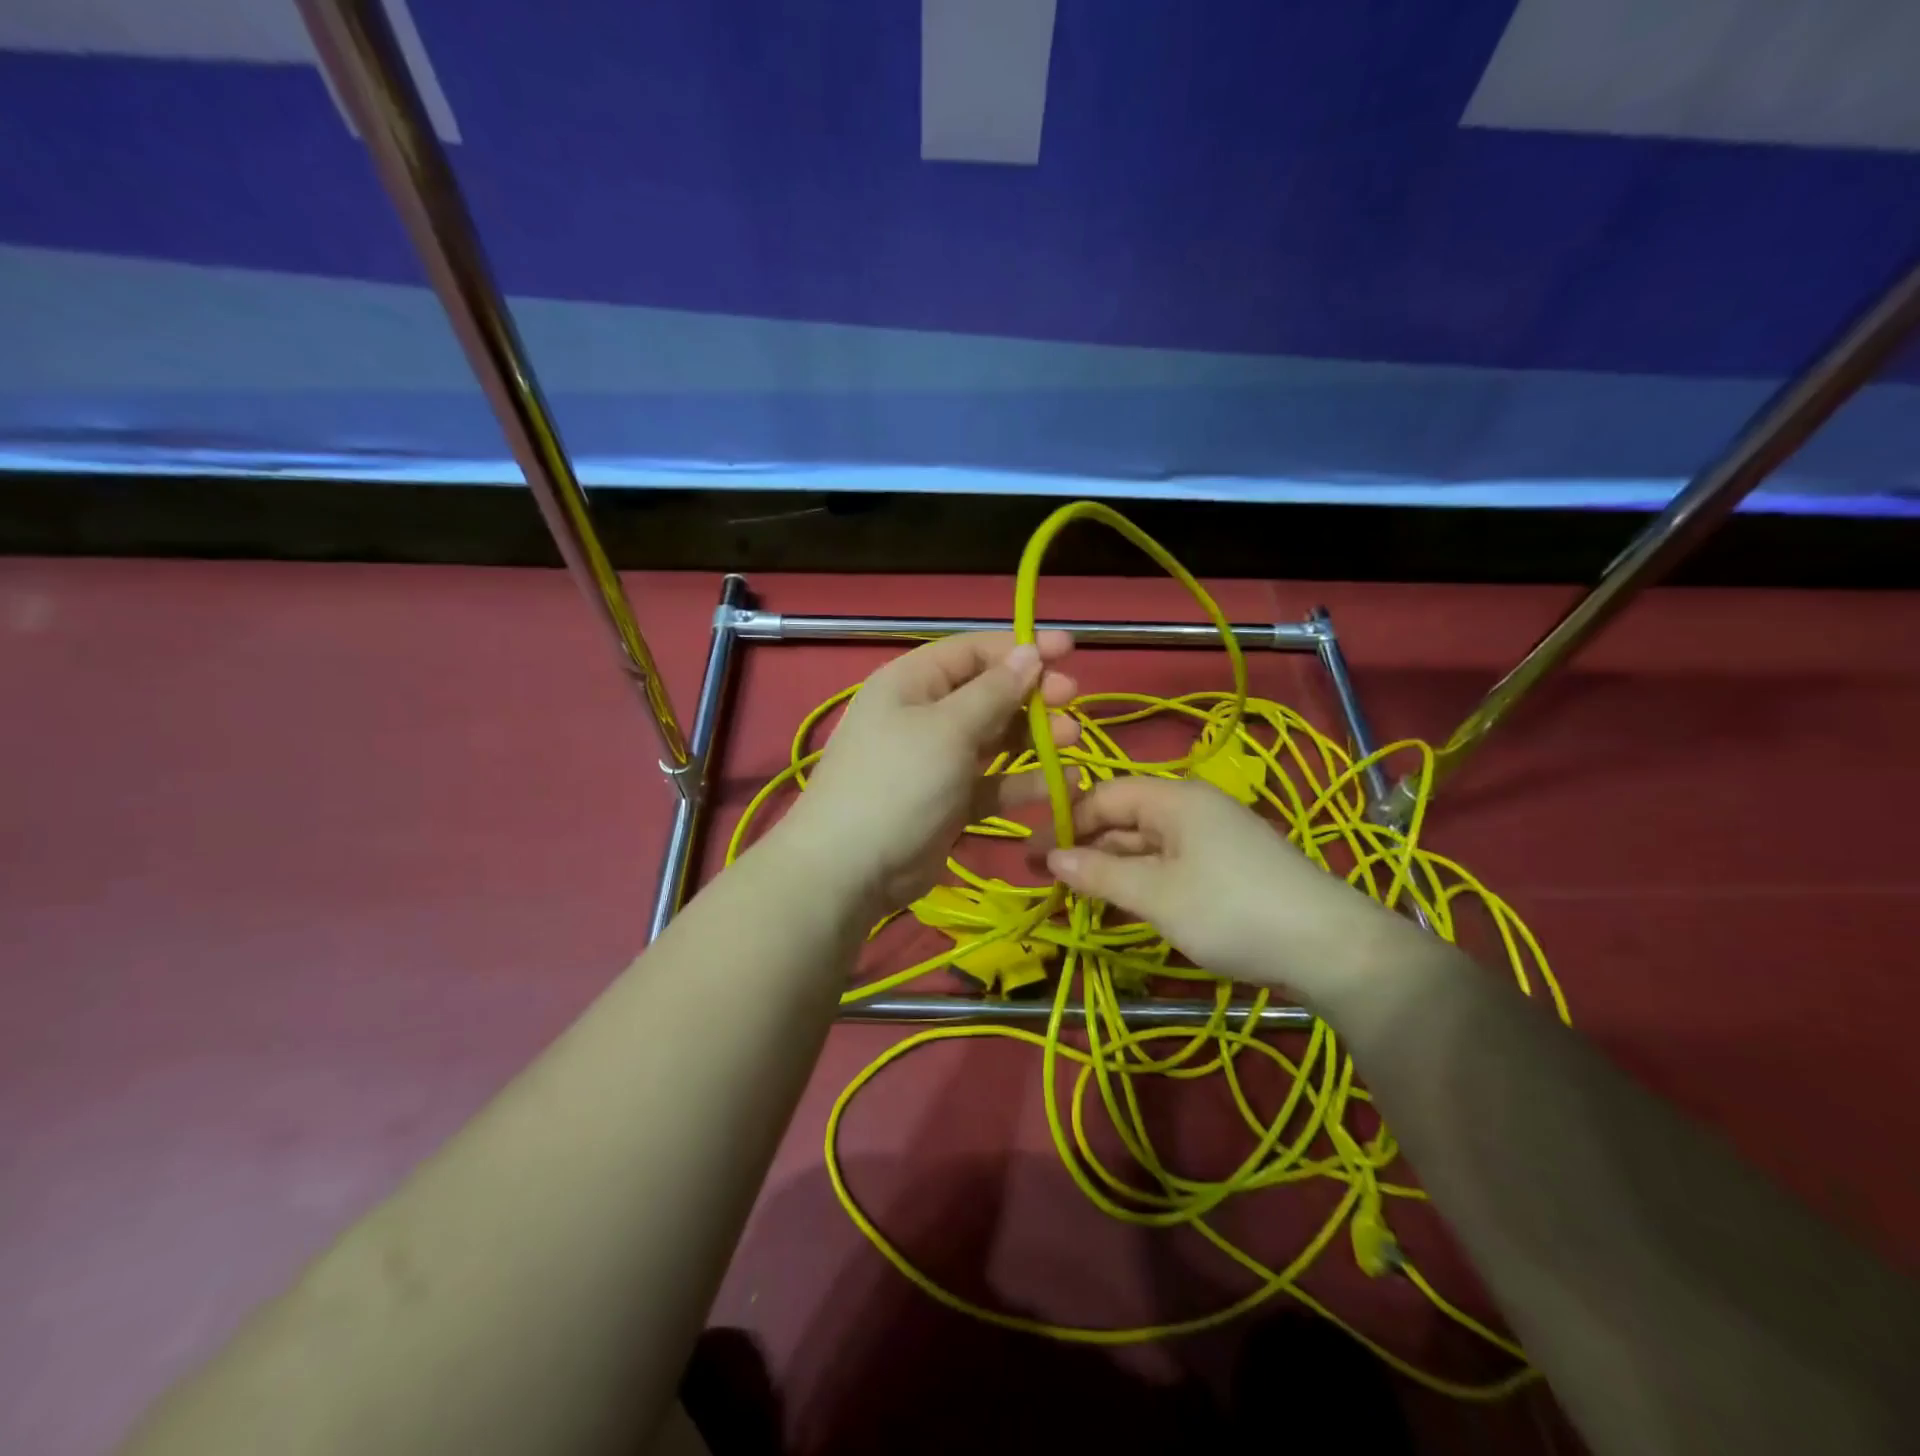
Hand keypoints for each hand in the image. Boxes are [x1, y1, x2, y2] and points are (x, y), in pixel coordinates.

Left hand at [775, 631, 1078, 917]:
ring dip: (1034, 737)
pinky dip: (1024, 781)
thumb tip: (1029, 652)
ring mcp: (937, 760)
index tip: (1068, 650)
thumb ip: (994, 691)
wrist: (850, 869)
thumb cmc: (898, 782)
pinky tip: (1062, 783)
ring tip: (1072, 738)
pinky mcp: (950, 801)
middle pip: (988, 693)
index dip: (1020, 647)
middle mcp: (925, 715)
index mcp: (913, 682)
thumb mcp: (947, 728)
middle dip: (1032, 694)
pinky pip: (993, 782)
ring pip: (995, 738)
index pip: (973, 651)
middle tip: (1072, 699)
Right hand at [1046, 776, 1400, 996]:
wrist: (1331, 948)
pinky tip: (1124, 907)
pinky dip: (1142, 881)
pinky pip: (1170, 864)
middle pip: (1124, 818)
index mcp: (1173, 798)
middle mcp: (1192, 807)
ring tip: (1077, 898)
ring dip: (1111, 868)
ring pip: (1146, 844)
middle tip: (1047, 882)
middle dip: (1084, 847)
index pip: (1103, 795)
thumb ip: (1099, 874)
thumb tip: (1052, 859)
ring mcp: (1213, 837)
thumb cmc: (1231, 910)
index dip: (1064, 822)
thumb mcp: (1155, 894)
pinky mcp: (1228, 866)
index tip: (1031, 856)